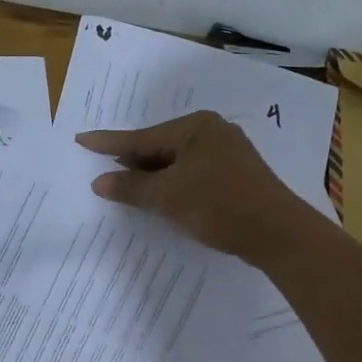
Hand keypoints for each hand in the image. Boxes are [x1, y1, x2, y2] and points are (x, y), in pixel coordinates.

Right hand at [76, 111, 302, 262]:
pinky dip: (173, 184)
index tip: (82, 139)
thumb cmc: (218, 206)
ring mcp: (227, 153)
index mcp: (196, 127)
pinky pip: (193, 173)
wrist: (278, 234)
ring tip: (125, 185)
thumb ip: (131, 188)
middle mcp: (212, 132)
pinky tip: (162, 196)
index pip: (142, 137)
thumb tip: (99, 182)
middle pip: (160, 147)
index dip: (109, 143)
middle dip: (132, 161)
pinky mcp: (236, 175)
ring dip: (152, 176)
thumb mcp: (167, 197)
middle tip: (101, 167)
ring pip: (177, 162)